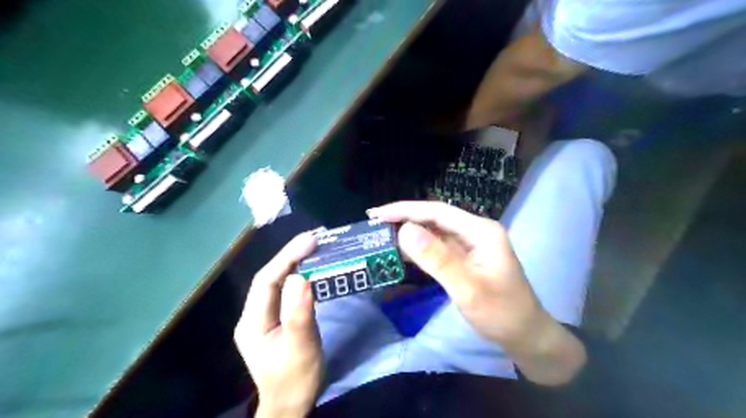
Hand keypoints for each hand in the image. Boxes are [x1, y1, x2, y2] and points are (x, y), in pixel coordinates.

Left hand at [234, 234, 321, 416]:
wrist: (291, 405)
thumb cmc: (296, 378)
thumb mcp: (300, 347)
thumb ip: (299, 312)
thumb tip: (301, 276)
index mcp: (252, 321)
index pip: (267, 279)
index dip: (287, 257)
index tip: (310, 241)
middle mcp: (254, 315)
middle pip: (271, 277)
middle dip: (291, 255)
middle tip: (316, 239)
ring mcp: (264, 317)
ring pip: (279, 283)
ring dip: (296, 263)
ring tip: (315, 247)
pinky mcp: (277, 320)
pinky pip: (287, 292)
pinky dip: (300, 276)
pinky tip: (311, 269)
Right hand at [367, 200, 588, 385]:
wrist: (525, 336)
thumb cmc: (501, 313)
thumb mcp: (468, 288)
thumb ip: (437, 259)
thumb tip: (405, 230)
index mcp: (480, 231)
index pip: (437, 212)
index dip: (405, 210)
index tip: (377, 214)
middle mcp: (475, 232)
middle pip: (434, 218)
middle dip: (404, 219)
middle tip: (374, 223)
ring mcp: (471, 245)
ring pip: (434, 232)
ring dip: (409, 233)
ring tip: (381, 235)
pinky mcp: (466, 258)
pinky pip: (438, 248)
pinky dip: (419, 249)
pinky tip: (402, 252)